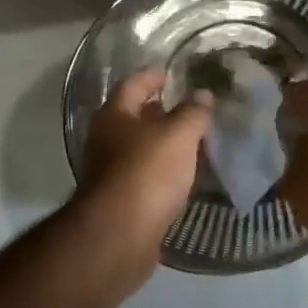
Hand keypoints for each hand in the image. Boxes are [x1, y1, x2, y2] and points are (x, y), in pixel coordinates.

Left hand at [78, 71, 210, 255]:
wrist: (119, 235)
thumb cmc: (146, 173)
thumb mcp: (178, 135)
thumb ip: (192, 113)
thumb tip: (202, 94)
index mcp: (114, 115)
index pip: (132, 84)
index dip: (152, 76)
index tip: (171, 73)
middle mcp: (105, 139)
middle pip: (132, 116)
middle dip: (158, 111)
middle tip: (189, 108)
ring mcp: (109, 171)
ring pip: (139, 148)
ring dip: (161, 143)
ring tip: (192, 141)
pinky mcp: (119, 200)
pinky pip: (144, 175)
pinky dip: (162, 170)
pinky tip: (183, 175)